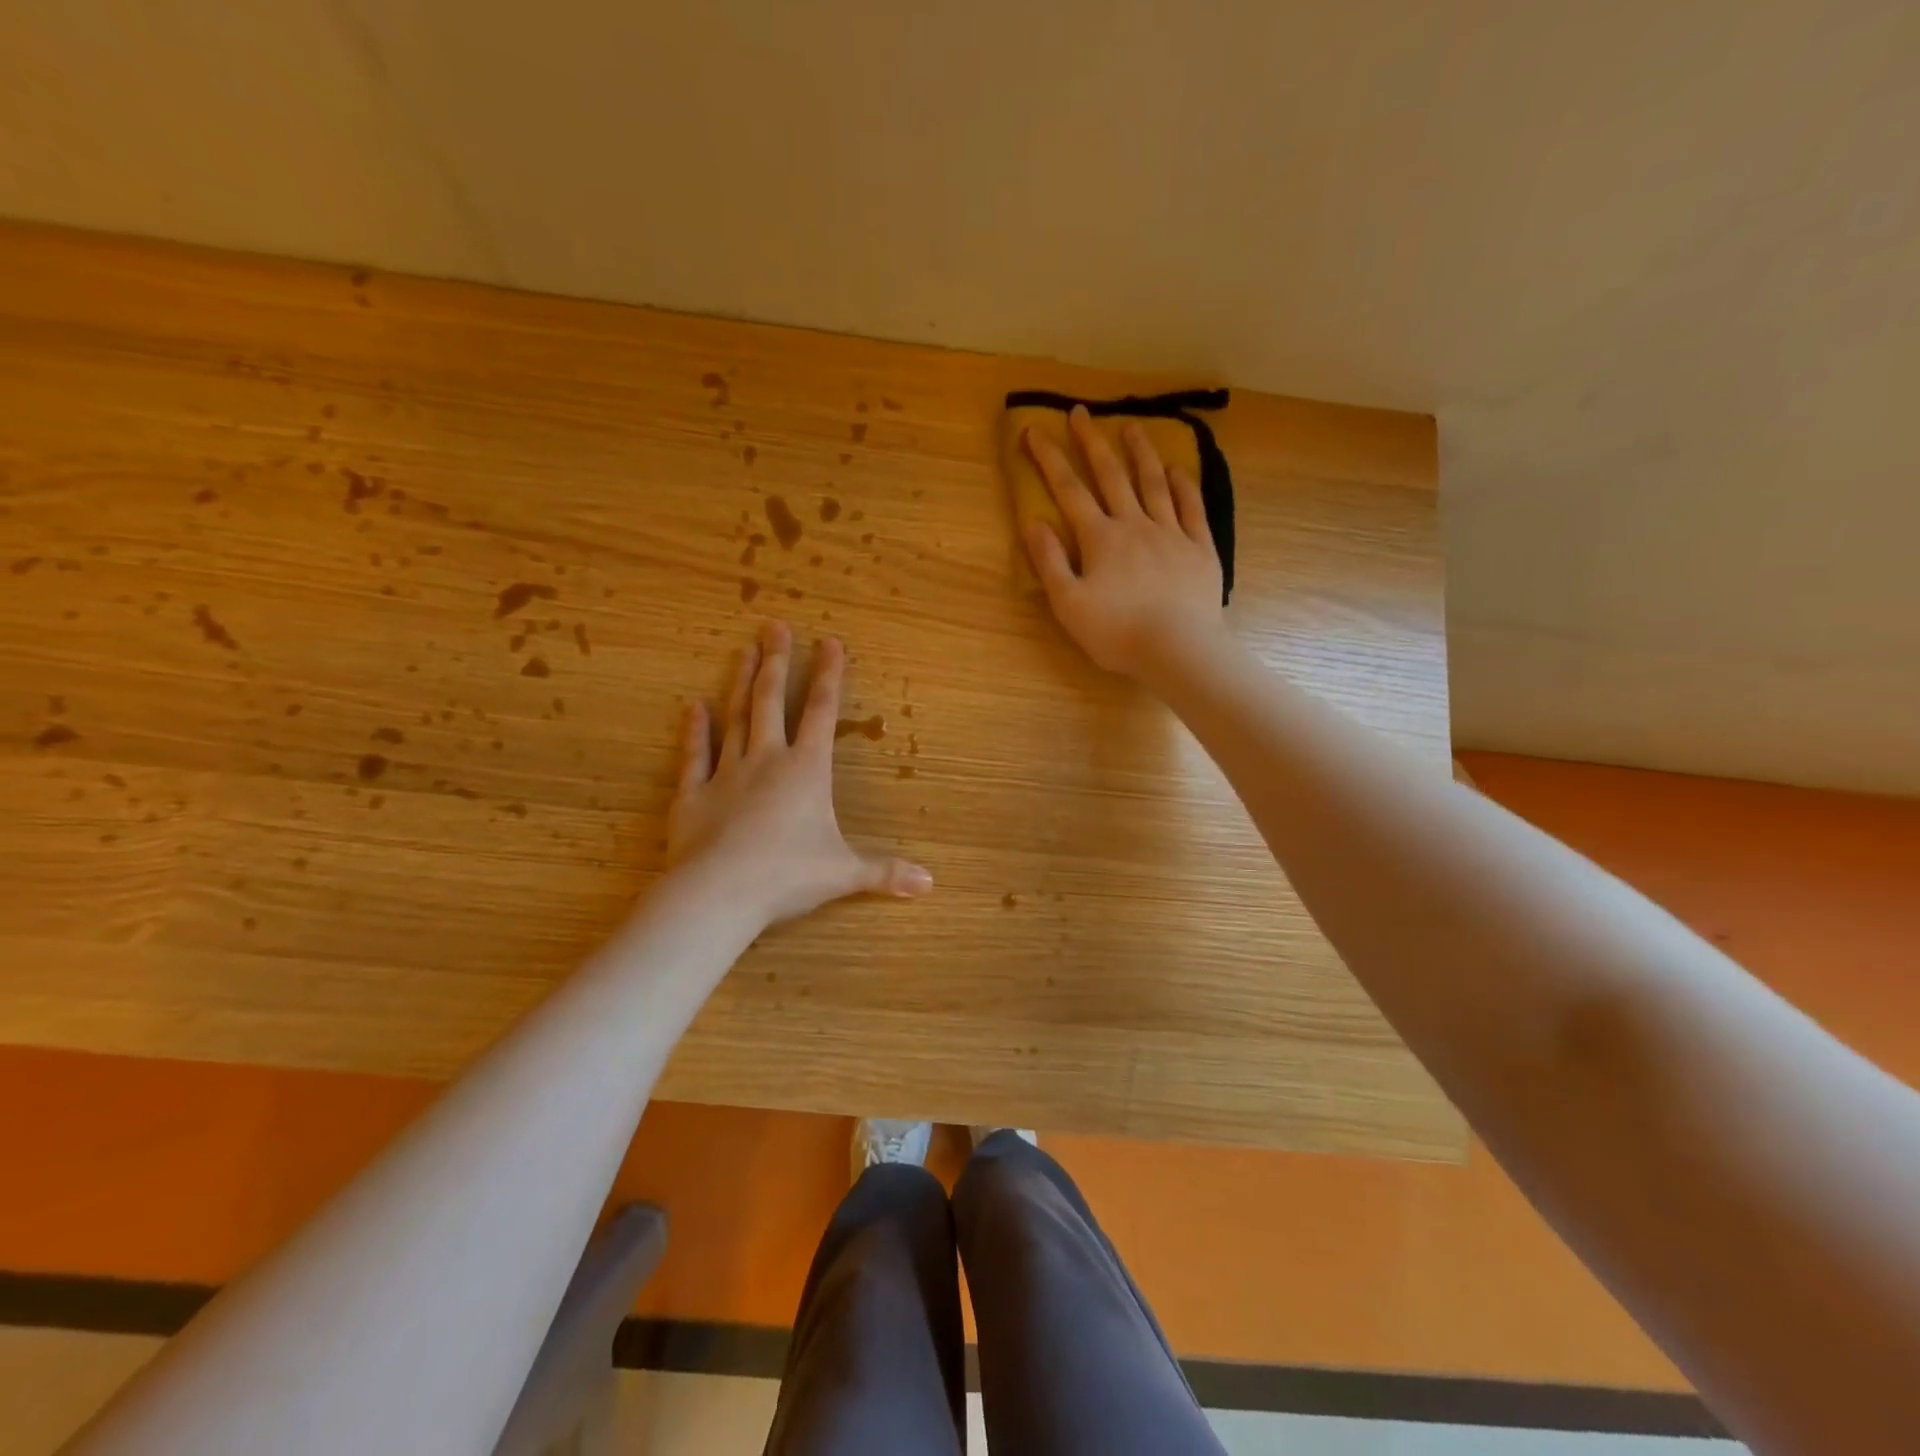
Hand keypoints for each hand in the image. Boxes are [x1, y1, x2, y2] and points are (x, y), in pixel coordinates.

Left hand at [667, 621, 931, 925]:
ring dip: (741, 683)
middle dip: (777, 663)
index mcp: (807, 771)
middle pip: (772, 702)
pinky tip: (693, 707)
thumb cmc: (789, 875)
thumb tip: (930, 884)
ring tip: (744, 651)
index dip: (828, 676)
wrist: (720, 893)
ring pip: (735, 718)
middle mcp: (767, 761)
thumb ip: (886, 872)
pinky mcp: (693, 795)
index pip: (822, 712)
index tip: (829, 642)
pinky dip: (694, 731)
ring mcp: (727, 774)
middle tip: (774, 627)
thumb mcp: (845, 873)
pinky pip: (694, 756)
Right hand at [1023, 405, 1224, 677]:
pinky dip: (1183, 485)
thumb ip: (1050, 562)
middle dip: (1092, 442)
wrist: (1177, 649)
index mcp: (1100, 538)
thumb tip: (1033, 523)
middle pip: (1111, 476)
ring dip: (1141, 453)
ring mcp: (1172, 533)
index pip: (1069, 490)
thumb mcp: (1068, 604)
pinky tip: (1177, 470)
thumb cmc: (1116, 632)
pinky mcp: (1200, 549)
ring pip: (1154, 483)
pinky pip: (1191, 508)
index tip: (1035, 431)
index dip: (1049, 460)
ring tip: (1132, 426)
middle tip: (1082, 413)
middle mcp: (1135, 525)